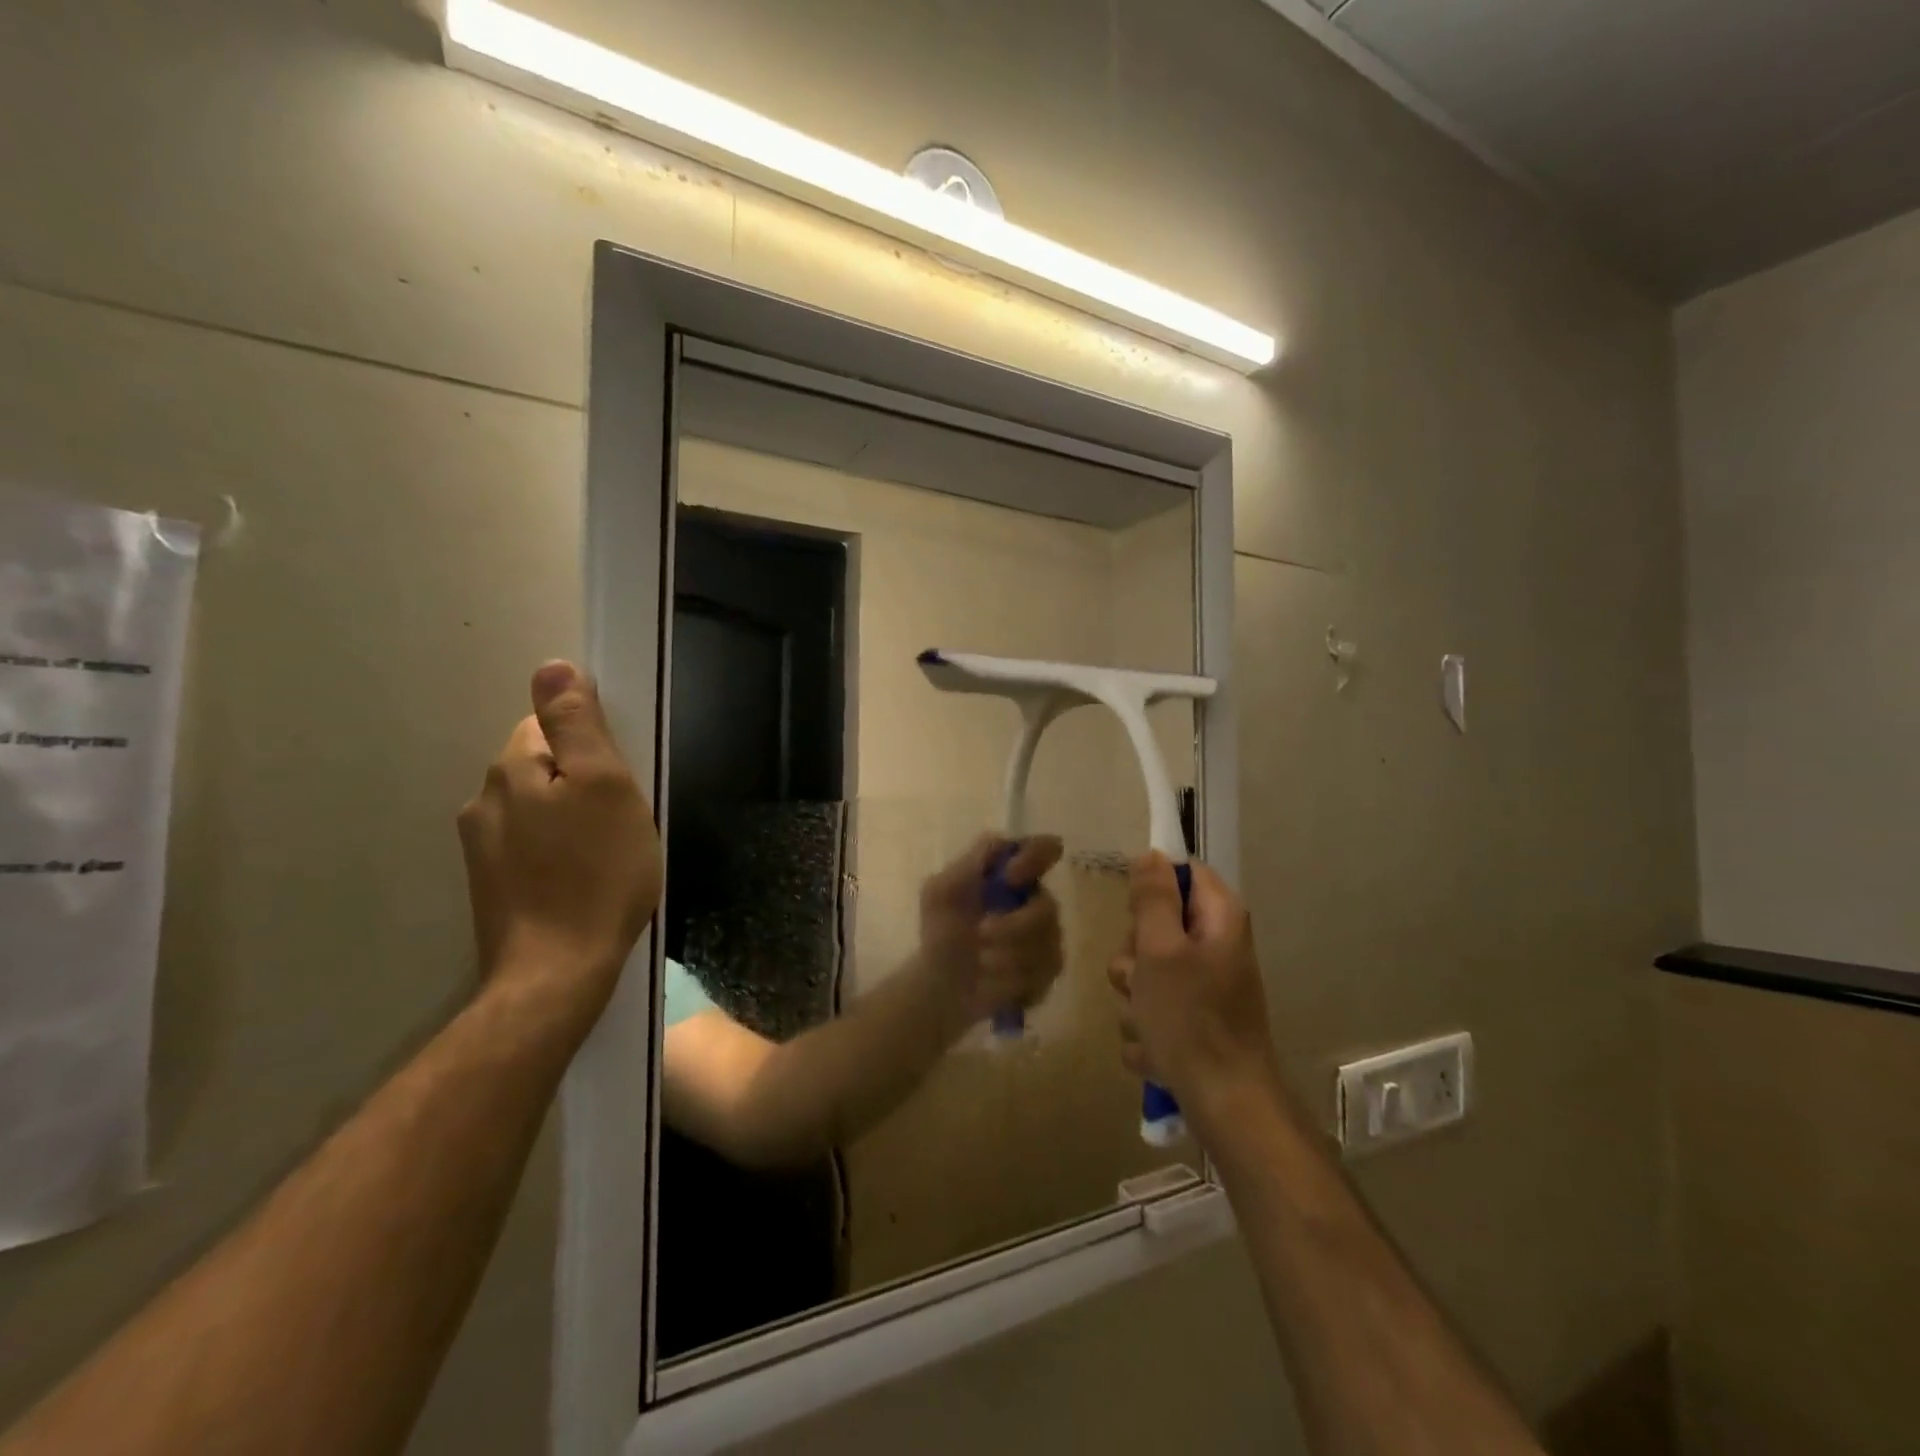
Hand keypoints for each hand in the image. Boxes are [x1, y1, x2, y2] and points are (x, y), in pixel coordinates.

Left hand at [458, 662, 662, 1011]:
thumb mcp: (606, 786)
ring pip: (537, 808)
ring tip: (607, 853)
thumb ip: (578, 724)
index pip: (548, 724)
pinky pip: (531, 845)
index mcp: (513, 769)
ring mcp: (481, 848)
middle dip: (582, 781)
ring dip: (571, 817)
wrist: (557, 972)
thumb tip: (552, 666)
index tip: (620, 780)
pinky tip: (582, 879)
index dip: (592, 744)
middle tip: (621, 820)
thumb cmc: (597, 873)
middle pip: (542, 765)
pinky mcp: (491, 886)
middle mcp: (485, 801)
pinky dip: (558, 851)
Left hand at [918, 835, 1064, 1025]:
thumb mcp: (941, 891)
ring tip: (980, 963)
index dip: (1035, 858)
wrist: (939, 984)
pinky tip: (990, 982)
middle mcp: (1036, 902)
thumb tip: (1002, 844)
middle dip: (1013, 926)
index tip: (1010, 877)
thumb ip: (970, 863)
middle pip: (1047, 907)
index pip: (1044, 849)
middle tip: (981, 934)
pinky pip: (1043, 972)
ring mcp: (1047, 938)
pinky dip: (1011, 978)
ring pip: (1046, 943)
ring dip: (1007, 955)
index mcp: (1014, 875)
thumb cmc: (941, 931)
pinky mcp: (1048, 971)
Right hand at [1109, 853, 1280, 1126]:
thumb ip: (1153, 898)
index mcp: (1219, 918)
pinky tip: (1155, 1050)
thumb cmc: (1191, 1020)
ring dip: (1135, 996)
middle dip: (1135, 954)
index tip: (1134, 916)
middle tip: (1141, 977)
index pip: (1181, 872)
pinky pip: (1154, 1008)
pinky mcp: (1194, 1020)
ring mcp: (1205, 986)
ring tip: (1148, 1022)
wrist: (1225, 1106)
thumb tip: (1152, 854)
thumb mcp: (1160, 950)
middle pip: (1156, 923)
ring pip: (1147, 969)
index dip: (1150, 887)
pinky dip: (1148, 1028)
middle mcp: (1216, 945)